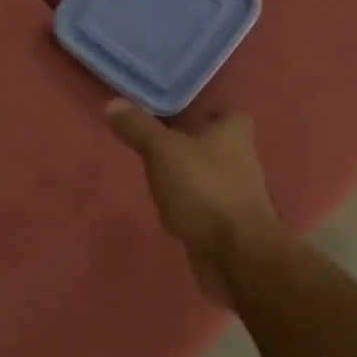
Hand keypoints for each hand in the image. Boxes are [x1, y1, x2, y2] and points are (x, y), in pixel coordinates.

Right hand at [105, 100, 283, 302]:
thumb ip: (138, 128)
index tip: (182, 115)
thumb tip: (114, 103)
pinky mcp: (230, 228)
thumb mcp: (162, 151)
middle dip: (193, 145)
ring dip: (189, 178)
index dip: (209, 113)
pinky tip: (166, 210)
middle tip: (160, 143)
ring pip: (211, 178)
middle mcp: (242, 163)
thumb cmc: (204, 189)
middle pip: (218, 147)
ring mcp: (238, 198)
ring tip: (156, 176)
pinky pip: (205, 209)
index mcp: (234, 136)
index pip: (230, 115)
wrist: (236, 254)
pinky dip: (189, 208)